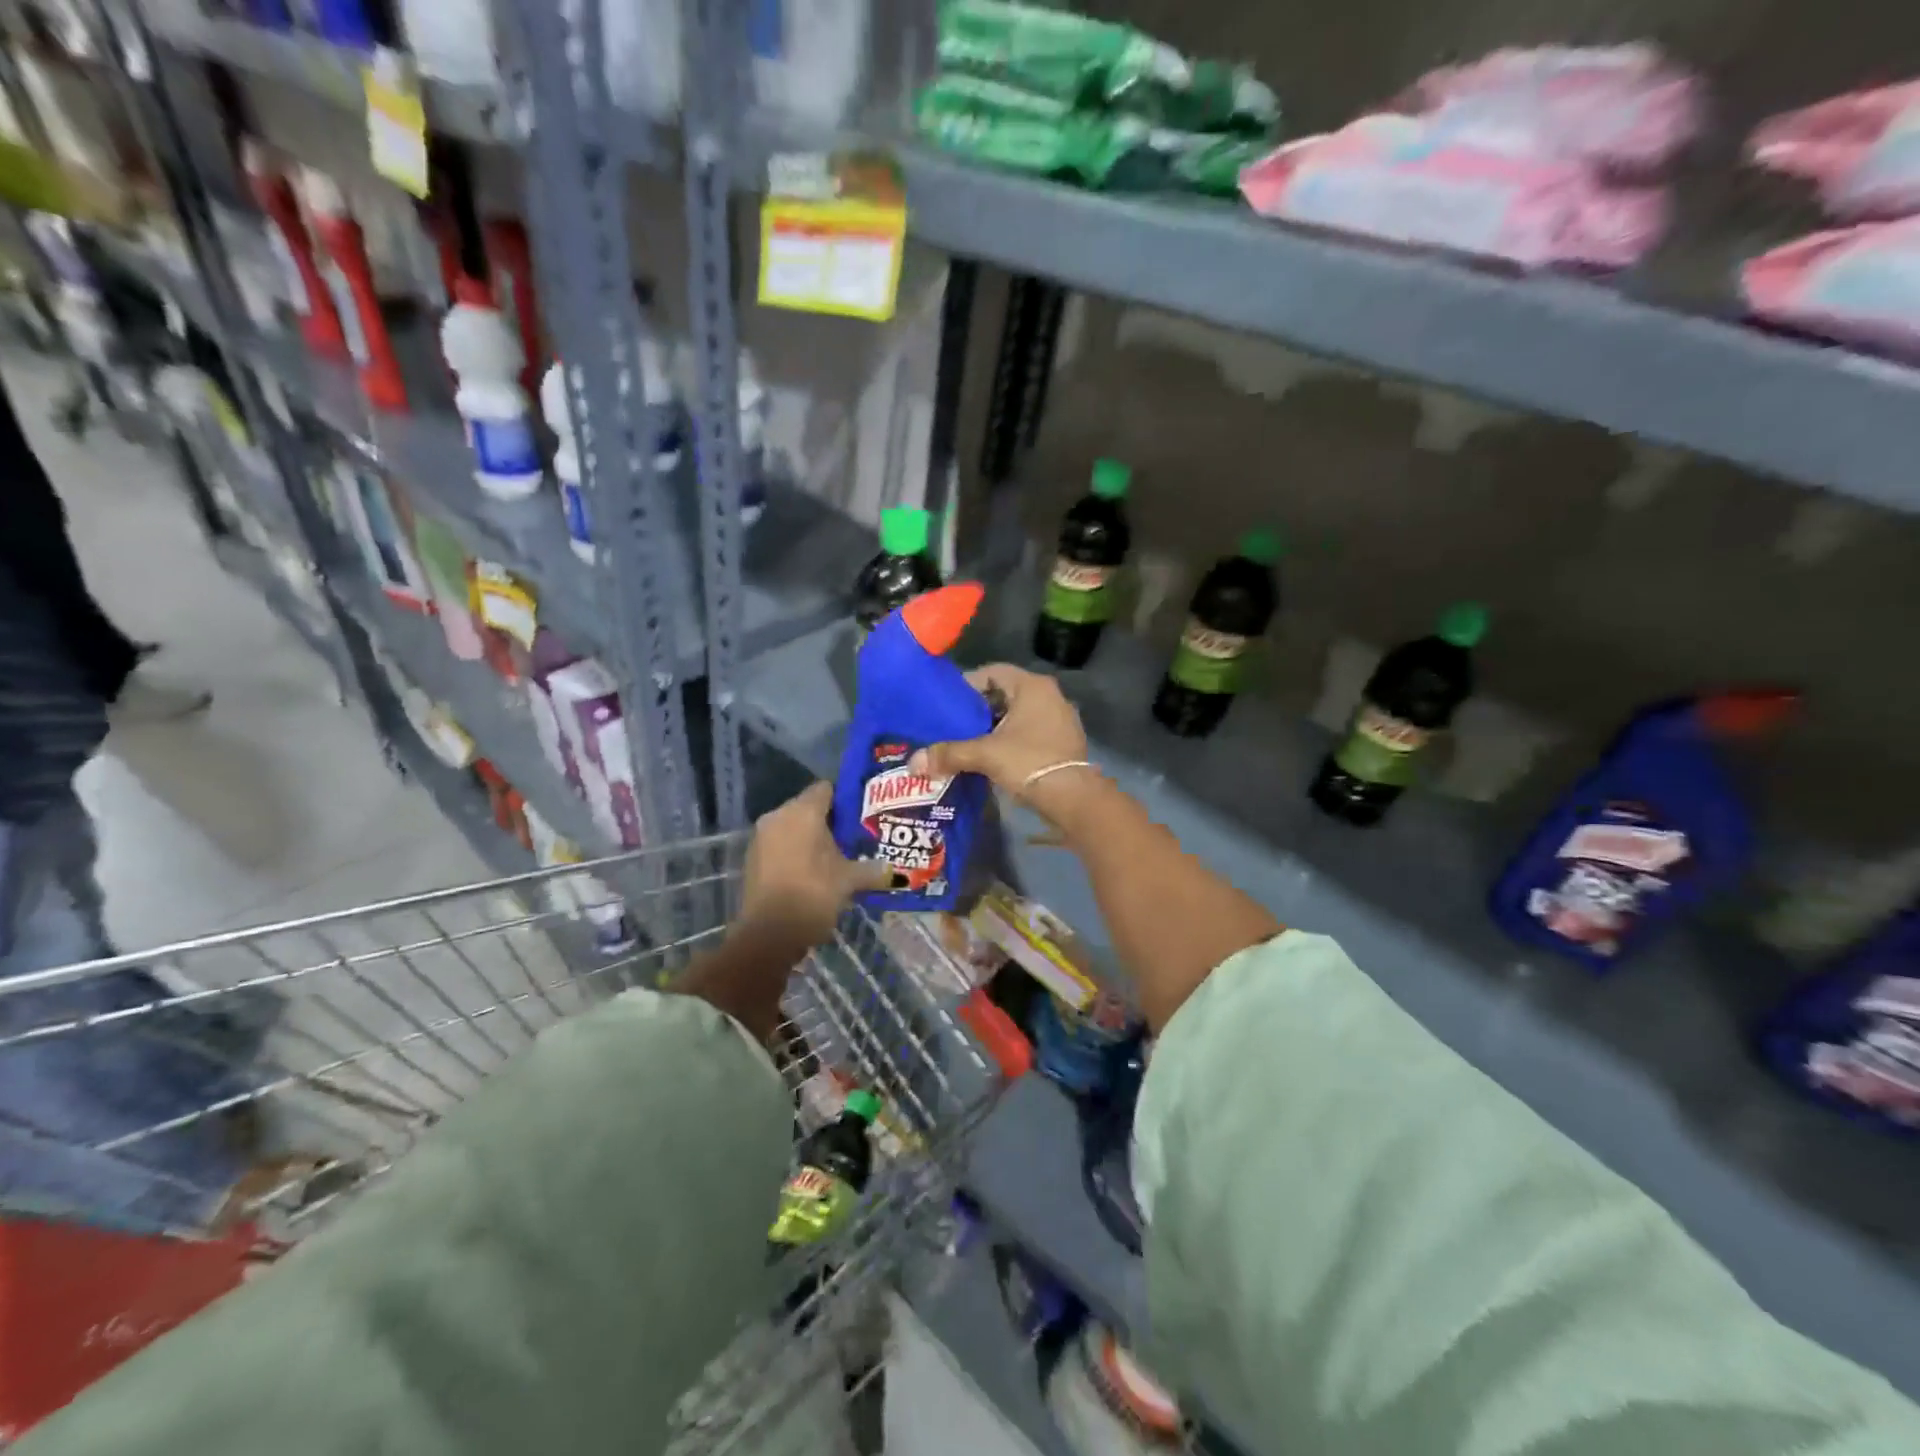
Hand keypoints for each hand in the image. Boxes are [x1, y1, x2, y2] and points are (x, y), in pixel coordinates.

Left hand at [738, 782, 890, 948]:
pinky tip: (814, 873)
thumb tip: (892, 869)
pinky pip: (780, 845)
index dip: (846, 799)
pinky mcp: (753, 859)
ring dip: (811, 839)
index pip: (826, 789)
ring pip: (792, 828)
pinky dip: (795, 853)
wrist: (768, 935)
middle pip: (808, 808)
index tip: (863, 816)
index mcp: (803, 811)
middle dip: (830, 821)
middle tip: (854, 838)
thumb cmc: (813, 895)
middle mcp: (778, 816)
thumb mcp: (850, 881)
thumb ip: (872, 870)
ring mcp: (761, 838)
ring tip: (836, 857)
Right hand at [909, 664, 1097, 822]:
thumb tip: (913, 763)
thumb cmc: (1029, 763)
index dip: (967, 685)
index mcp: (1032, 686)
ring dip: (994, 726)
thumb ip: (949, 754)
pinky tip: (992, 758)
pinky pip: (1030, 731)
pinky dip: (1010, 740)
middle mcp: (1049, 695)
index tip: (947, 704)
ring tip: (968, 743)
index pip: (992, 672)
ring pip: (1017, 714)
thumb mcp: (984, 755)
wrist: (1072, 798)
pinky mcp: (1063, 741)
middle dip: (979, 709)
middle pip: (1004, 694)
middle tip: (953, 725)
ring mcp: (1060, 718)